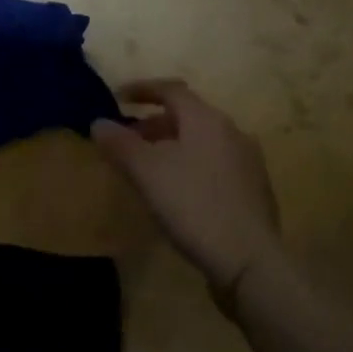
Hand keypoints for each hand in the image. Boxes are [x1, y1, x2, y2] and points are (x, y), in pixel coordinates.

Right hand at [92, 79, 280, 298]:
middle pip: (187, 116)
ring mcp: (247, 161)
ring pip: (201, 141)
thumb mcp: (146, 172)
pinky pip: (214, 163)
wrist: (250, 261)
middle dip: (153, 123)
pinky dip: (189, 164)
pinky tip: (177, 191)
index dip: (141, 89)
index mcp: (206, 120)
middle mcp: (231, 132)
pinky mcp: (253, 190)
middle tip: (127, 140)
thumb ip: (120, 143)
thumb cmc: (193, 205)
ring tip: (148, 168)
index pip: (171, 90)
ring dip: (171, 145)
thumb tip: (99, 122)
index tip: (117, 97)